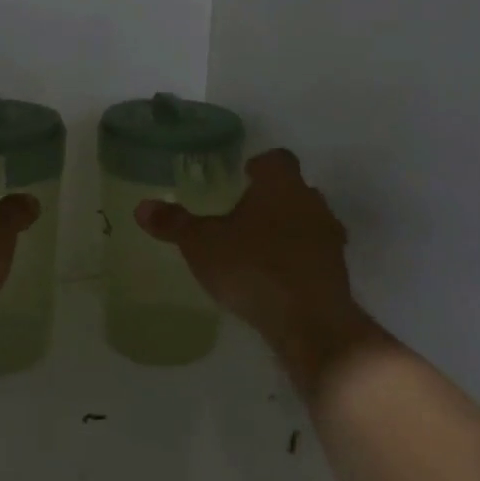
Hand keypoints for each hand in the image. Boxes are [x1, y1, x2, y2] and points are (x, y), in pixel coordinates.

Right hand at [135, 149, 357, 346]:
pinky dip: (298, 260)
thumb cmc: (253, 267)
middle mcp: (312, 202)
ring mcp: (330, 238)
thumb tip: (141, 207)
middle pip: (295, 189)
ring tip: (258, 248)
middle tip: (244, 213)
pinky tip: (276, 279)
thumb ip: (174, 224)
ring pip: (308, 222)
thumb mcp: (202, 245)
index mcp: (281, 185)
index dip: (260, 164)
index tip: (244, 175)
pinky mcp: (338, 272)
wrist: (310, 321)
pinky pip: (314, 255)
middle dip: (272, 198)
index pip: (276, 159)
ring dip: (288, 229)